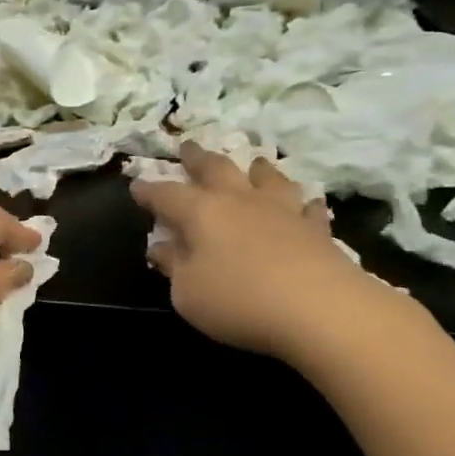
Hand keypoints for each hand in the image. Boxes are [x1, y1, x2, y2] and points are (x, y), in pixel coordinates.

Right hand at [132, 144, 422, 371]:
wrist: (319, 309)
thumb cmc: (239, 301)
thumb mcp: (188, 293)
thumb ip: (173, 266)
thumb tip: (161, 246)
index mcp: (201, 212)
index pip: (166, 194)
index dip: (148, 190)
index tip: (135, 185)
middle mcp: (239, 200)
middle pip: (215, 169)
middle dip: (197, 158)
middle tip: (187, 147)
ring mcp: (281, 210)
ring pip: (266, 178)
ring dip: (256, 170)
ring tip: (253, 163)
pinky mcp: (316, 229)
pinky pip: (309, 209)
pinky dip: (304, 205)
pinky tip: (307, 205)